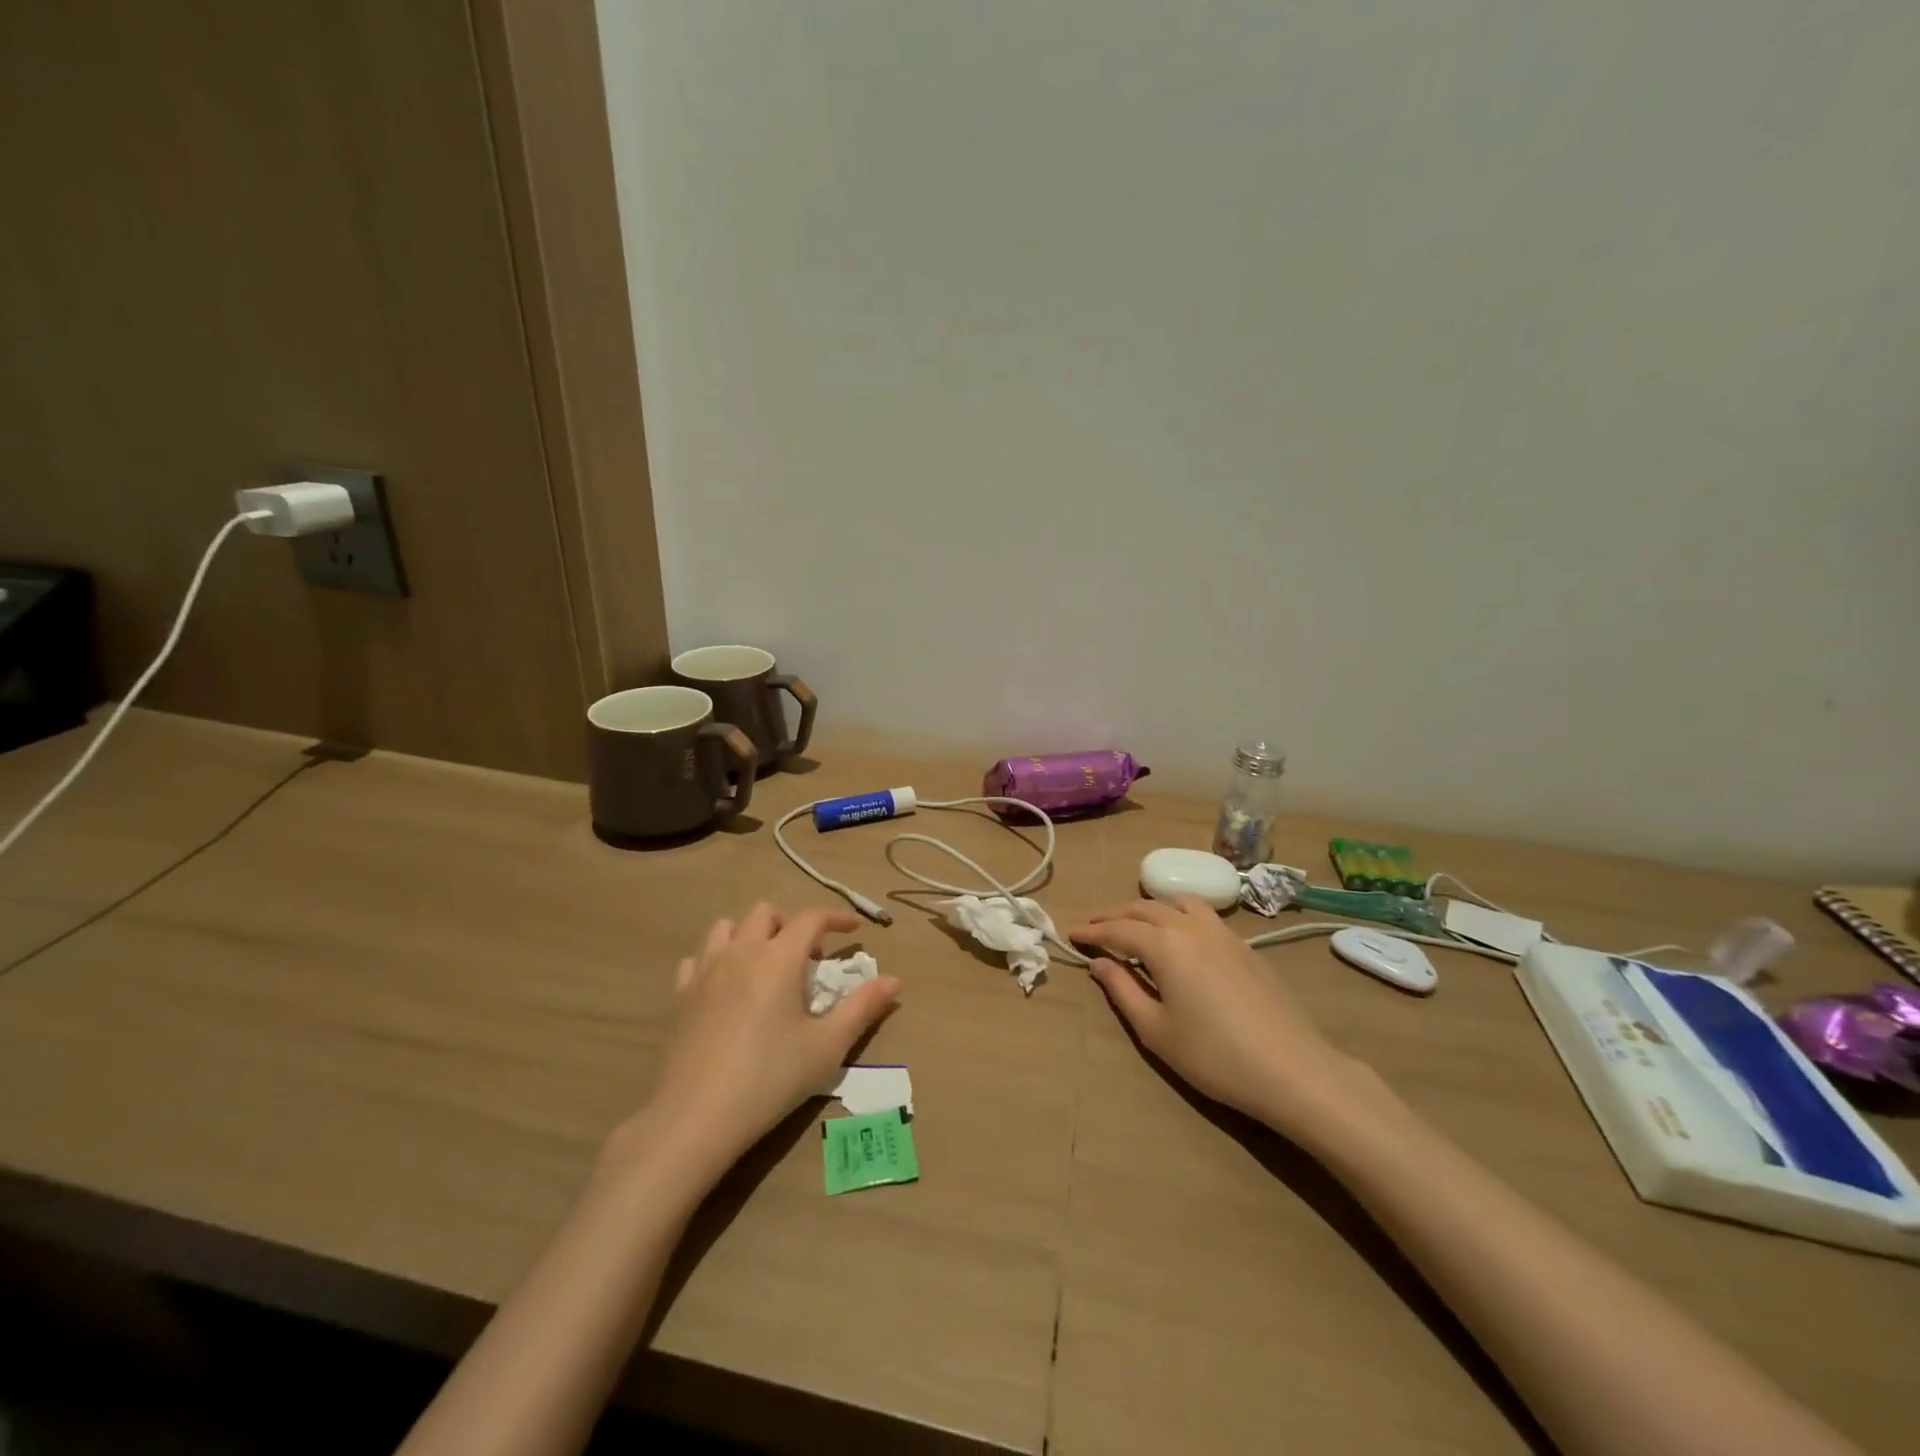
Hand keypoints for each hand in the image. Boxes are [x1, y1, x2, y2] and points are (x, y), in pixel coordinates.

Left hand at [637, 903, 900, 1173]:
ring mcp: (705, 971)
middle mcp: (741, 952)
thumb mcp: (827, 1046)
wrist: (696, 1117)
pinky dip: (716, 960)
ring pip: (727, 927)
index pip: (811, 917)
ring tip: (765, 966)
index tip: (853, 929)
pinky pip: (699, 958)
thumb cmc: (770, 1078)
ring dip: (751, 935)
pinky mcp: (680, 995)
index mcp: (779, 958)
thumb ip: (863, 1008)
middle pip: (766, 912)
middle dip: (790, 924)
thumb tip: (895, 981)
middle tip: (806, 958)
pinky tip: (726, 987)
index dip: (836, 917)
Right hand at [1073, 897, 1373, 1142]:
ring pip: (1176, 903)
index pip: (1117, 930)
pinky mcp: (1244, 945)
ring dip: (1148, 909)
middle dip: (1115, 916)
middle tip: (1095, 927)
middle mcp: (1190, 927)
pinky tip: (1179, 937)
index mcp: (1164, 945)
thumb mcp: (1156, 1031)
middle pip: (1144, 909)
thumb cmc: (1214, 1056)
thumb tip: (1100, 964)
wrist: (1291, 1069)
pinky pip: (1202, 914)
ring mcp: (1222, 932)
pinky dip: (1178, 914)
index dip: (1092, 932)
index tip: (1072, 935)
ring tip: (1136, 925)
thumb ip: (1123, 991)